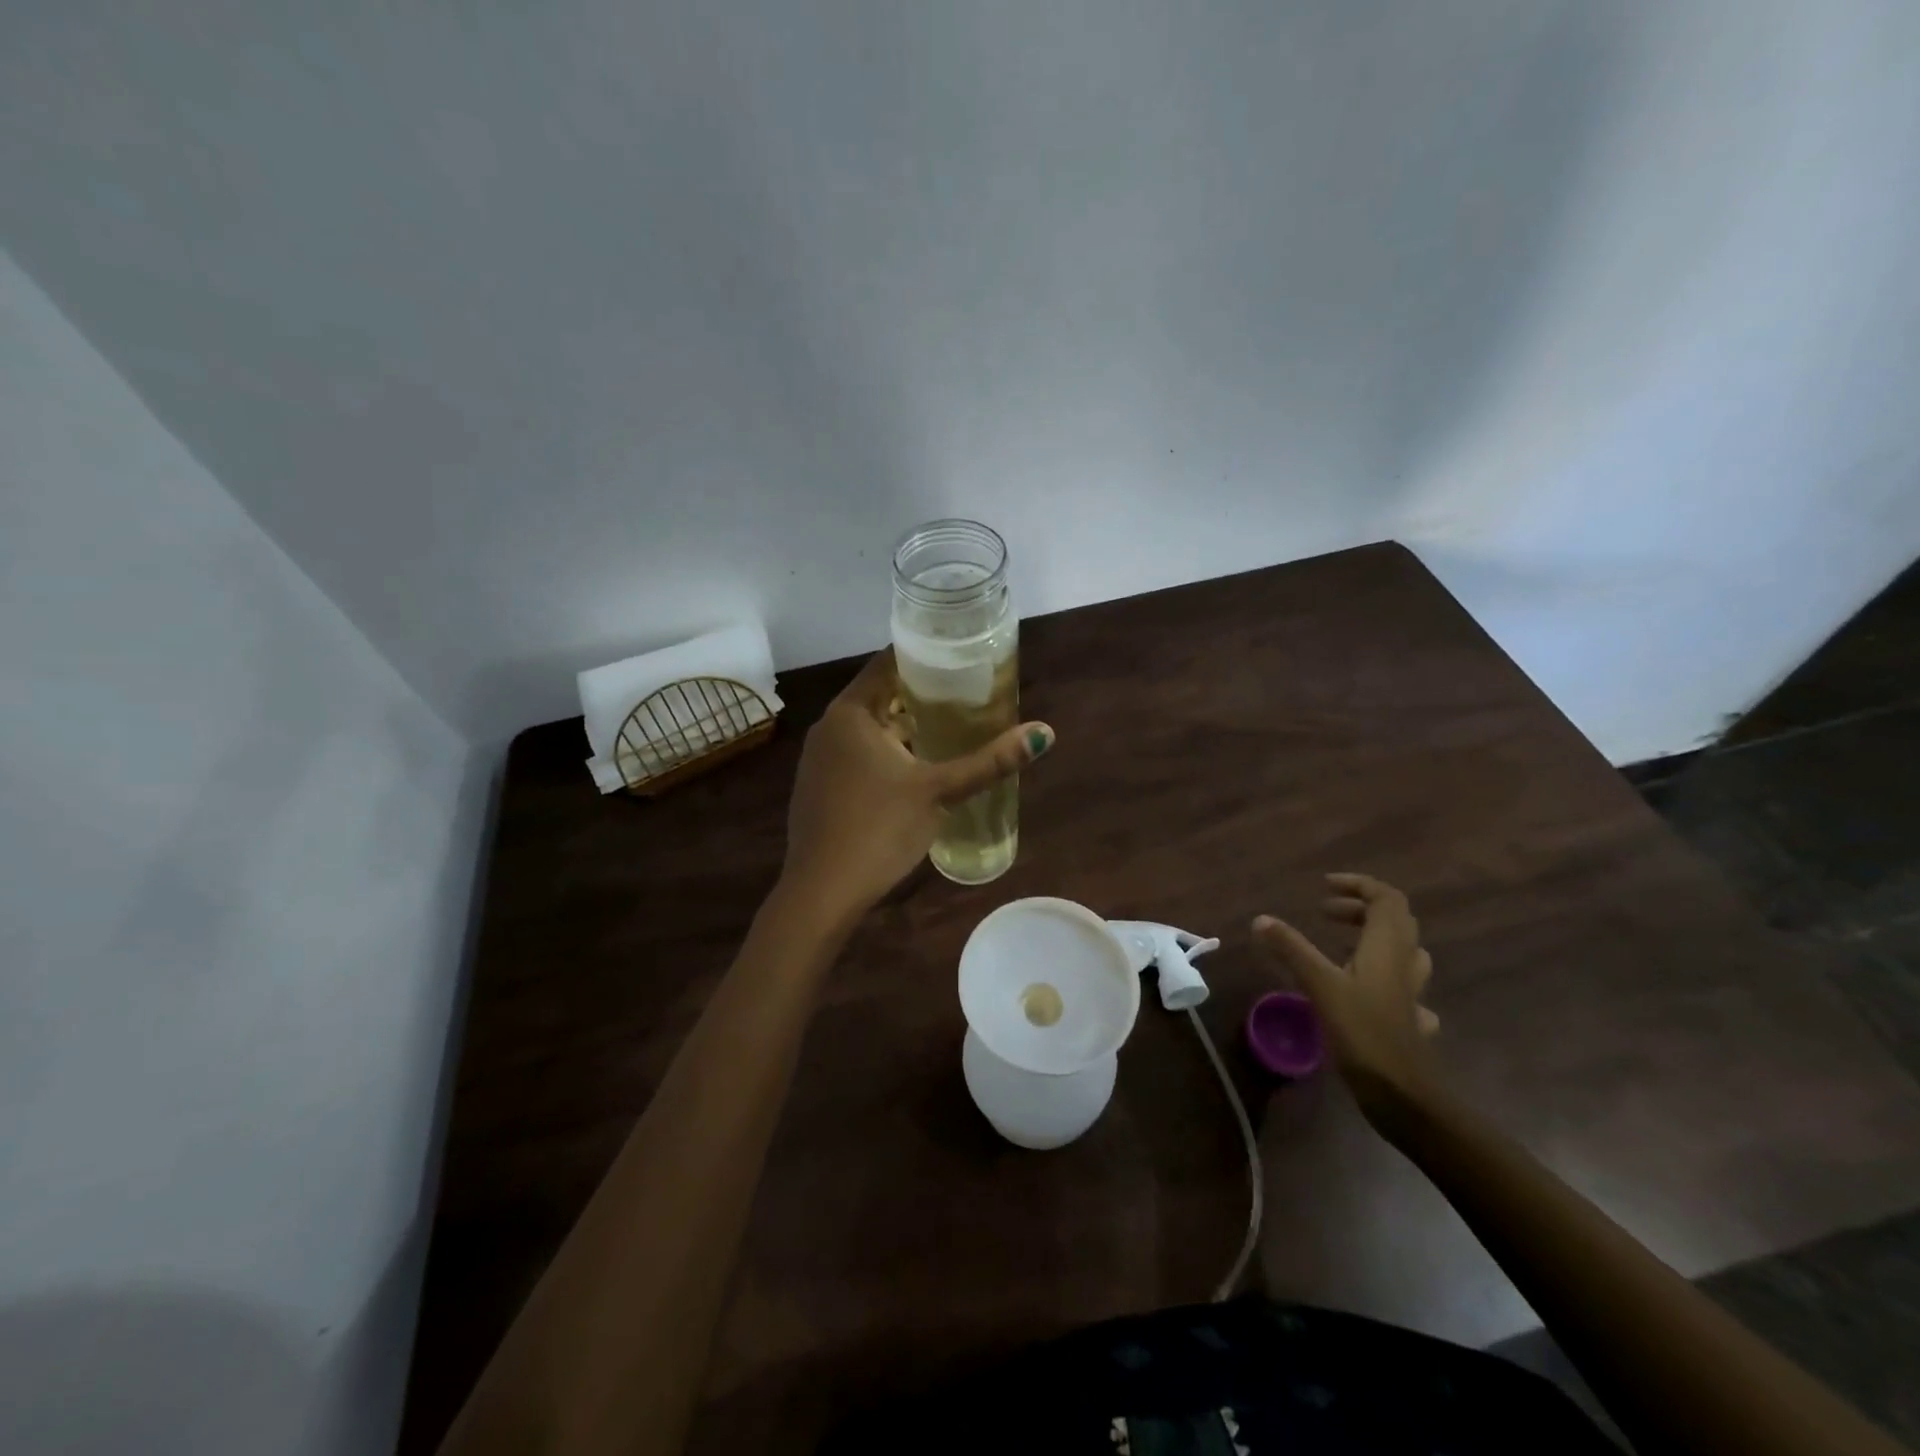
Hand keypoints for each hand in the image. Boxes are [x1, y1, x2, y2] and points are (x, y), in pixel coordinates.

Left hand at [780, 649, 1053, 923]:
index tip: (959, 658)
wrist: (822, 891)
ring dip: (904, 727)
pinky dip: (885, 752)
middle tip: (965, 695)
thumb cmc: (879, 829)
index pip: (887, 663)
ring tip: (949, 729)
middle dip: (920, 696)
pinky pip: (856, 754)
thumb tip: (1044, 733)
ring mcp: (818, 759)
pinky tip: (914, 770)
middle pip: (879, 695)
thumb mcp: (939, 791)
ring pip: (868, 729)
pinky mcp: (819, 787)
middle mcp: (828, 727)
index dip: (924, 656)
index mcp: (850, 712)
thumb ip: (989, 761)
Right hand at [1252, 874, 1440, 1120]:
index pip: (1386, 898)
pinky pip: (1399, 983)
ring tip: (1340, 942)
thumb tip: (1260, 919)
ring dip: (1372, 937)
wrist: (1404, 1096)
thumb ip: (1291, 949)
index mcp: (1387, 948)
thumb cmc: (1363, 1033)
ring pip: (1401, 950)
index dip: (1358, 885)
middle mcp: (1403, 963)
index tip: (1324, 887)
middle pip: (1394, 920)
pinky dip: (1378, 972)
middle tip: (1324, 912)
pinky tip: (1359, 986)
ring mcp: (1409, 992)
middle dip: (1360, 907)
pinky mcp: (1406, 1016)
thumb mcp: (1320, 986)